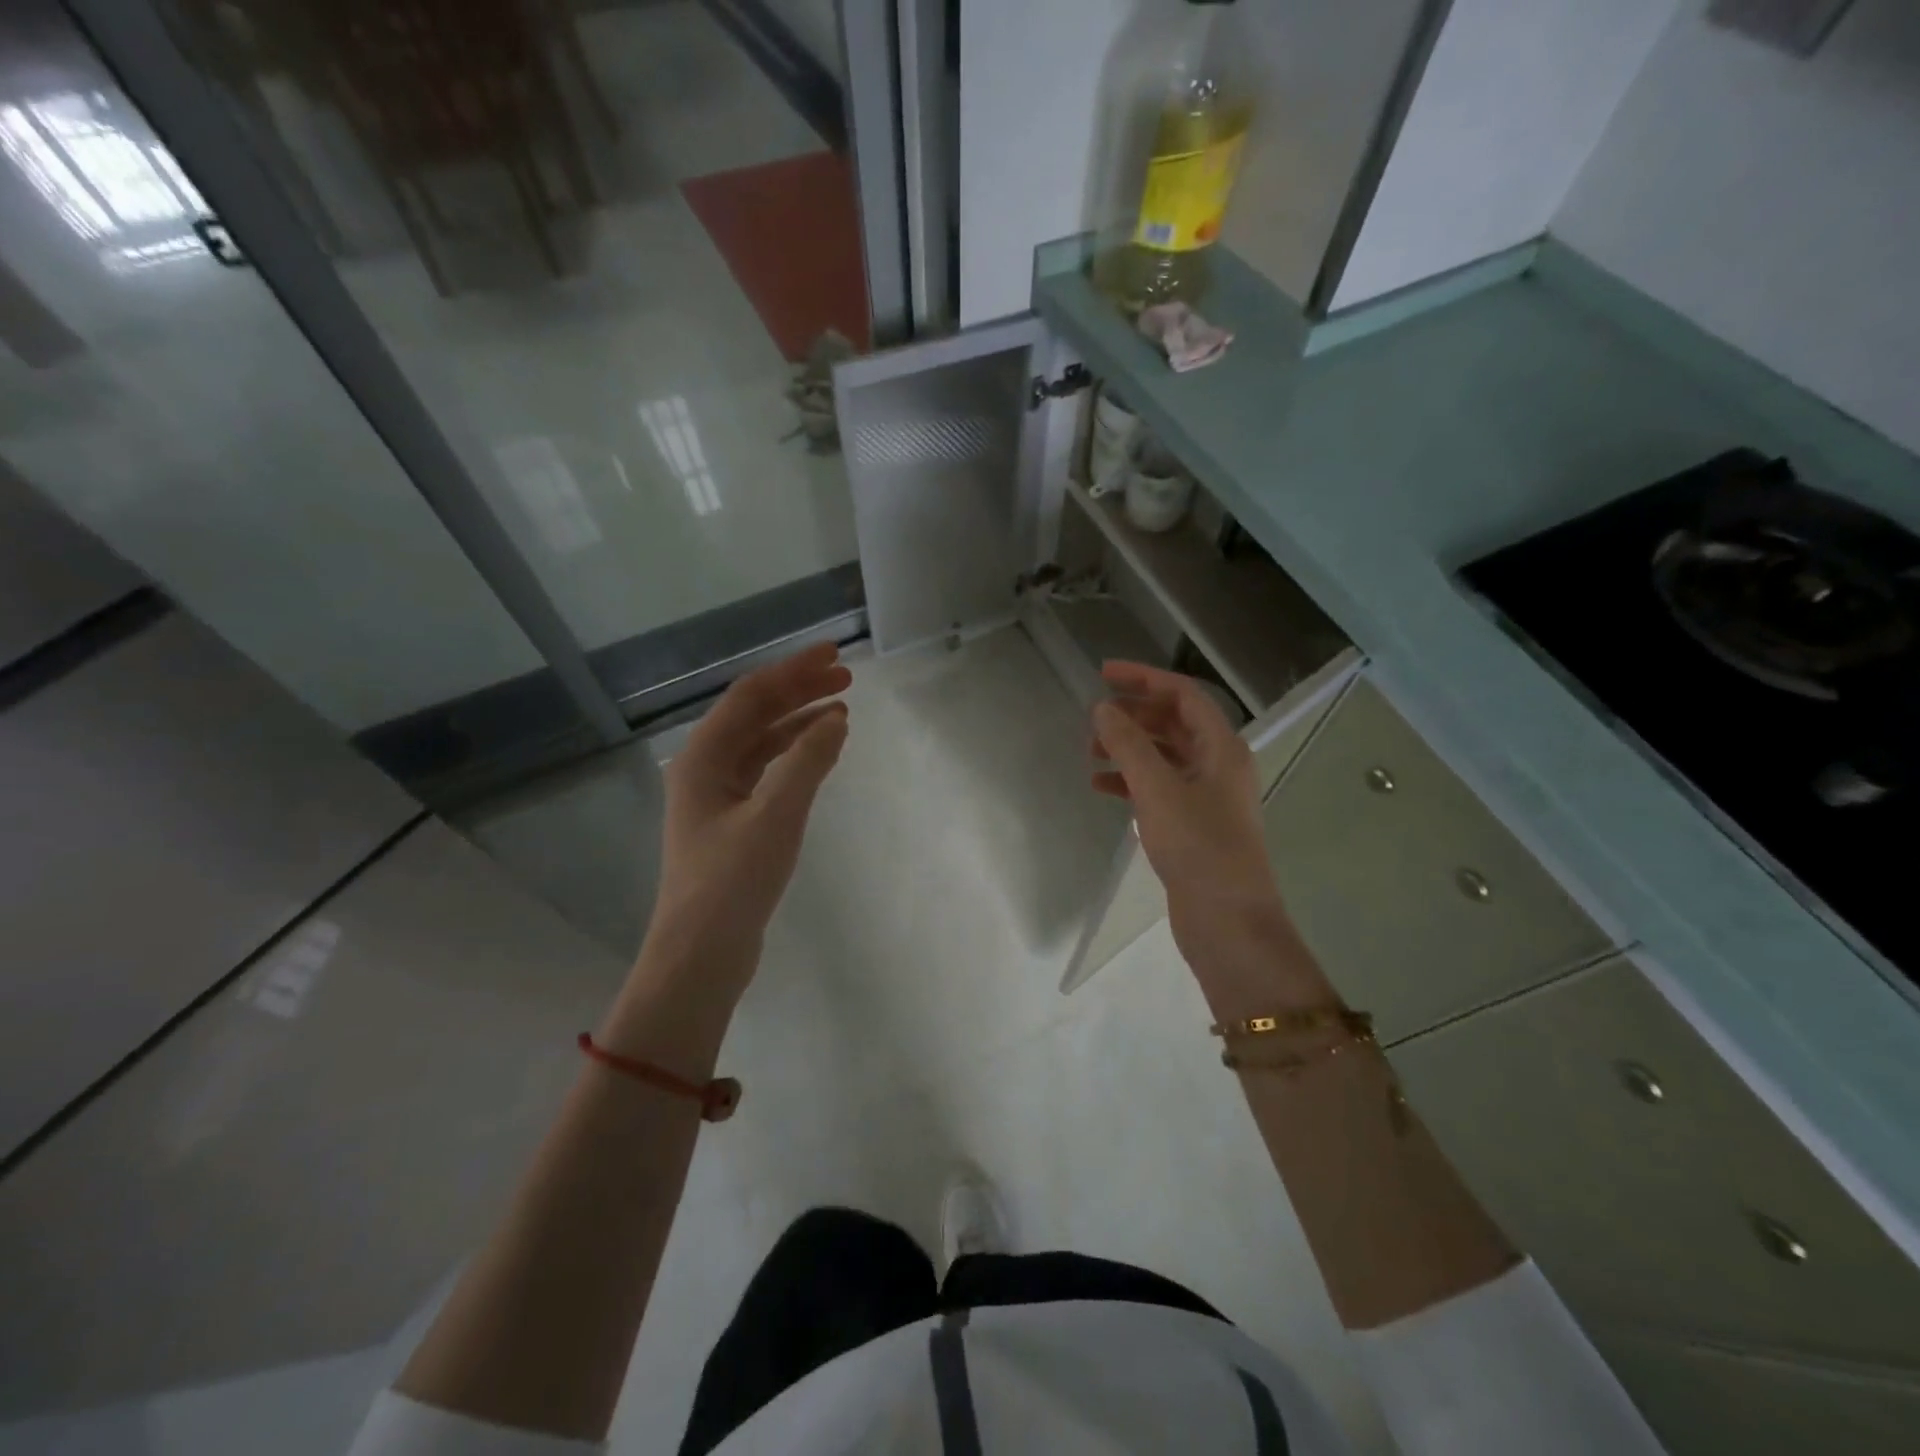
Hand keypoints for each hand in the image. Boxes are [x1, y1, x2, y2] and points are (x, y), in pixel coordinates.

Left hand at [650, 642, 851, 971]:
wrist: (701, 954)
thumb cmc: (732, 881)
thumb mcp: (775, 816)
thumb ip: (807, 762)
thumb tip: (836, 717)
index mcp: (703, 758)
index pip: (751, 696)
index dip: (793, 670)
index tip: (835, 655)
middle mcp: (705, 768)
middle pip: (755, 714)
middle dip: (799, 691)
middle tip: (846, 679)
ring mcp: (717, 796)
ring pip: (762, 743)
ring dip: (799, 722)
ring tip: (841, 710)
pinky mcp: (733, 821)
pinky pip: (767, 772)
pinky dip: (795, 756)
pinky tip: (822, 752)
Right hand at [1091, 662, 1333, 1013]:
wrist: (1228, 922)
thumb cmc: (1198, 847)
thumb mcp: (1158, 790)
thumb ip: (1128, 745)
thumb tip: (1102, 709)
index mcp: (1222, 748)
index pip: (1183, 694)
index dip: (1144, 678)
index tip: (1103, 673)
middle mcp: (1218, 765)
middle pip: (1173, 723)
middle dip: (1133, 714)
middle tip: (1093, 717)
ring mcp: (1206, 797)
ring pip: (1163, 756)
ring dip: (1128, 748)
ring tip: (1090, 752)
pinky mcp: (1191, 825)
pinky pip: (1157, 788)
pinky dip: (1130, 782)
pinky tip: (1101, 787)